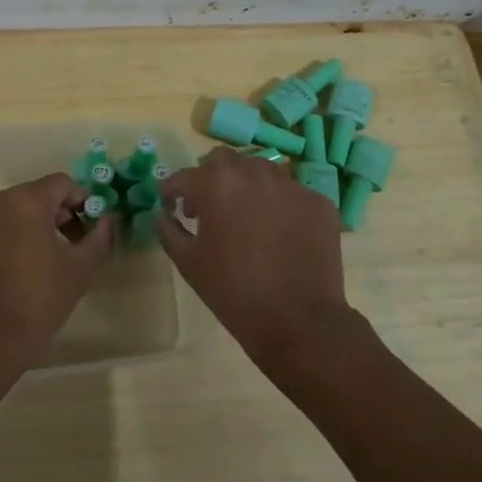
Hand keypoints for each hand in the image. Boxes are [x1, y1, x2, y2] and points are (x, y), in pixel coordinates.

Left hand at [0, 173, 113, 370]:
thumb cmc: (38, 300)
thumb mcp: (80, 269)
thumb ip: (99, 237)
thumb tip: (107, 219)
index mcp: (25, 200)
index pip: (63, 183)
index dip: (83, 202)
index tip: (91, 230)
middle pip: (37, 195)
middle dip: (60, 216)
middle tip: (74, 248)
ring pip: (15, 212)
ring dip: (36, 228)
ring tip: (48, 262)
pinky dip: (12, 240)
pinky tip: (20, 272)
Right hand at [157, 148, 353, 371]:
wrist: (298, 320)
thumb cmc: (233, 291)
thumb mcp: (188, 263)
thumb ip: (168, 230)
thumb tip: (163, 214)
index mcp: (217, 184)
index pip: (184, 176)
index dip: (171, 190)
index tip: (170, 205)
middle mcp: (254, 173)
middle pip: (223, 161)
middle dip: (208, 178)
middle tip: (207, 207)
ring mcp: (291, 185)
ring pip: (259, 170)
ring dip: (244, 185)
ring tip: (244, 217)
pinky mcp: (318, 202)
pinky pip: (289, 193)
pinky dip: (277, 205)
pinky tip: (277, 233)